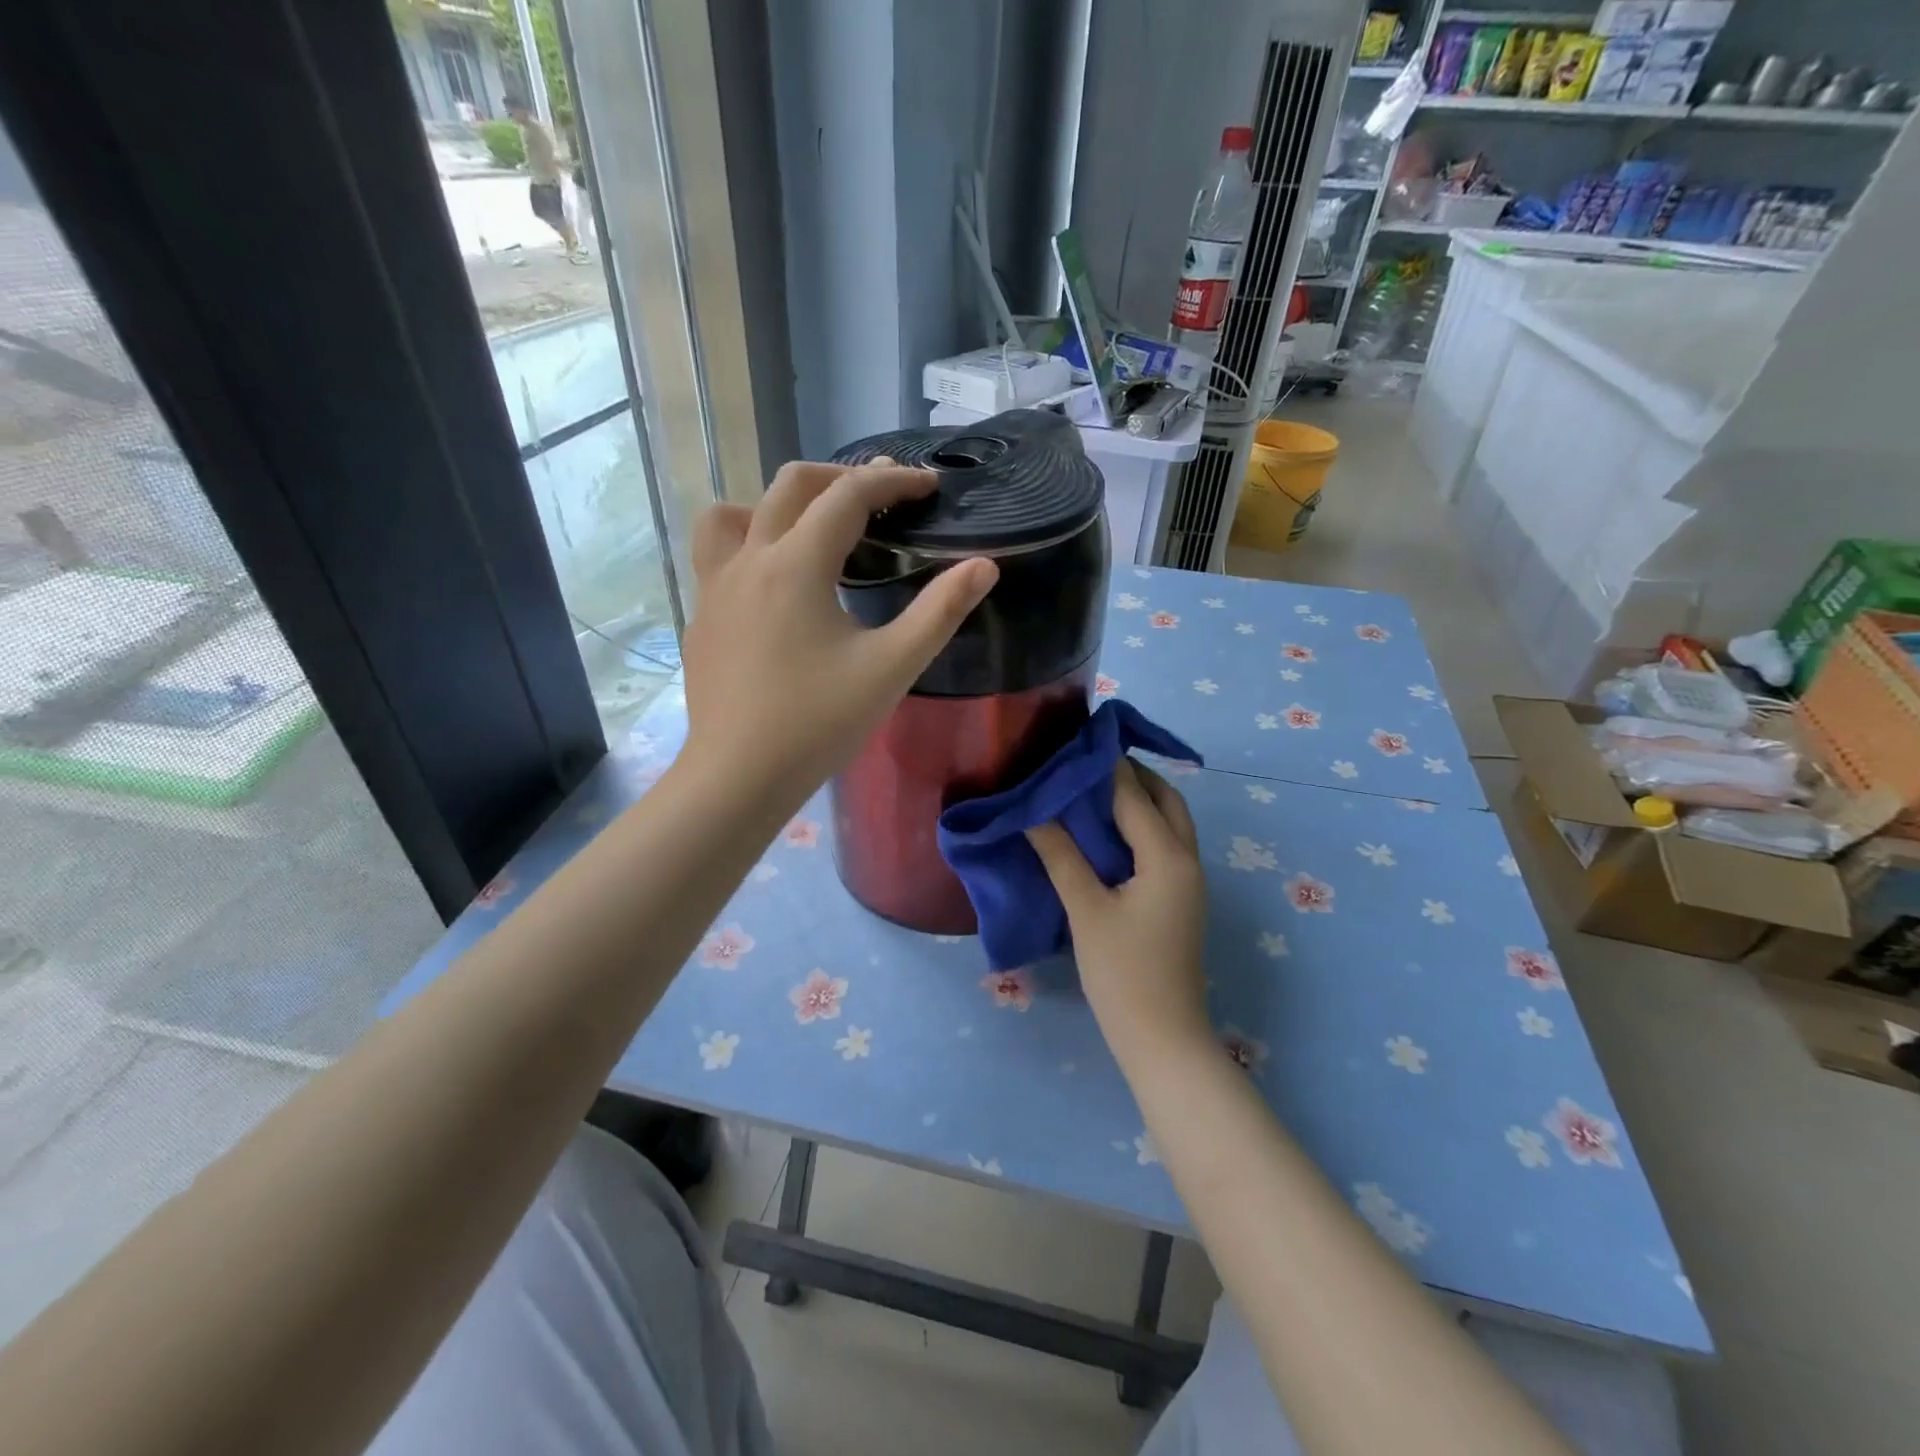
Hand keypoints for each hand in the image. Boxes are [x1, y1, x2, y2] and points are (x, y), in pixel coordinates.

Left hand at [681, 458, 997, 806]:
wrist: (739, 776)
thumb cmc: (819, 722)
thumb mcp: (892, 667)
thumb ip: (940, 612)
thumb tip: (984, 566)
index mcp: (797, 564)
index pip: (848, 496)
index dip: (892, 481)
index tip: (927, 484)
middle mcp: (749, 560)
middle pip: (790, 486)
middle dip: (840, 478)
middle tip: (880, 496)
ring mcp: (714, 588)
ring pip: (735, 514)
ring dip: (777, 506)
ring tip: (810, 530)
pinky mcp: (701, 619)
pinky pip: (719, 557)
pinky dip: (752, 547)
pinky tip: (776, 589)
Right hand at [1027, 760, 1209, 1064]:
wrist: (1162, 1038)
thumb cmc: (1123, 974)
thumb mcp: (1086, 910)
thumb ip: (1061, 856)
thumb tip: (1034, 813)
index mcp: (1168, 858)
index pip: (1135, 796)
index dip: (1106, 767)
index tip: (1076, 742)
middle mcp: (1186, 861)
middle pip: (1166, 801)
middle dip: (1133, 776)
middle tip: (1088, 763)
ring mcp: (1187, 882)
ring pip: (1169, 823)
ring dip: (1139, 800)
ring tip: (1092, 789)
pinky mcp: (1178, 900)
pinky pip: (1163, 845)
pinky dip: (1140, 826)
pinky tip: (1105, 833)